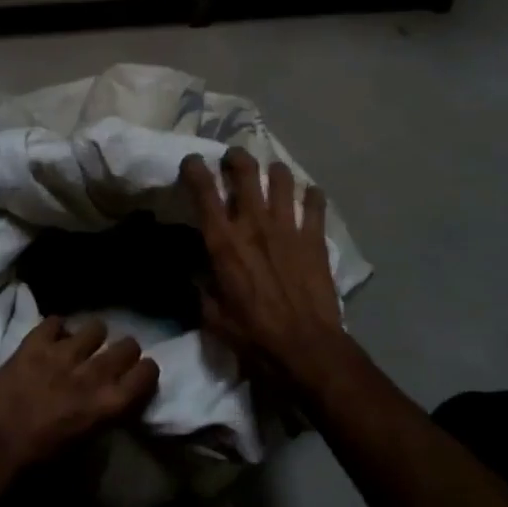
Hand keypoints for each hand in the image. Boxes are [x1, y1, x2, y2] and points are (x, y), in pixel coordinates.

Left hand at [0, 317, 158, 494]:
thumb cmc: (38, 468)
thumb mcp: (84, 451)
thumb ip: (101, 420)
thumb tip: (108, 406)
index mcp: (108, 405)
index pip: (146, 374)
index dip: (146, 371)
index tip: (140, 374)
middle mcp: (92, 374)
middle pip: (127, 346)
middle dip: (125, 351)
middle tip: (114, 359)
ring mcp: (62, 354)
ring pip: (95, 327)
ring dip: (92, 338)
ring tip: (81, 347)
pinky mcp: (34, 344)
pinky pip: (55, 322)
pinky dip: (56, 330)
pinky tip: (51, 341)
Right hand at [180, 147, 344, 378]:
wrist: (306, 349)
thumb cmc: (254, 336)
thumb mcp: (213, 317)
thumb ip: (201, 289)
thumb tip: (193, 273)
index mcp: (224, 241)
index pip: (204, 190)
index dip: (194, 168)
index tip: (192, 162)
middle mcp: (254, 223)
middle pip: (245, 170)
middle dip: (237, 157)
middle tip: (233, 160)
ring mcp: (288, 227)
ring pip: (281, 178)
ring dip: (274, 172)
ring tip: (272, 176)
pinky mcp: (315, 237)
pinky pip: (315, 202)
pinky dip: (311, 195)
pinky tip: (308, 198)